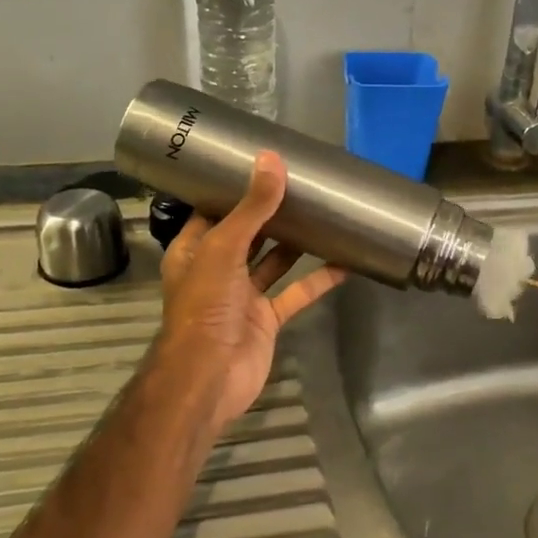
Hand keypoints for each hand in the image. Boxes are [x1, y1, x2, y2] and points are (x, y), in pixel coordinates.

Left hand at [152, 152, 348, 432]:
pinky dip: (318, 280)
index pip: (213, 211)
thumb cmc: (205, 306)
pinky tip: (344, 261)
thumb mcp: (225, 248)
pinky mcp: (267, 319)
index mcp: (194, 250)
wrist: (210, 376)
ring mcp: (243, 296)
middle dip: (270, 214)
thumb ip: (252, 208)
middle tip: (302, 185)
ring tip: (323, 213)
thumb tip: (272, 160)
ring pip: (273, 261)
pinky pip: (295, 293)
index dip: (233, 190)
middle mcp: (217, 269)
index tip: (261, 165)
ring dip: (295, 242)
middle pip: (247, 234)